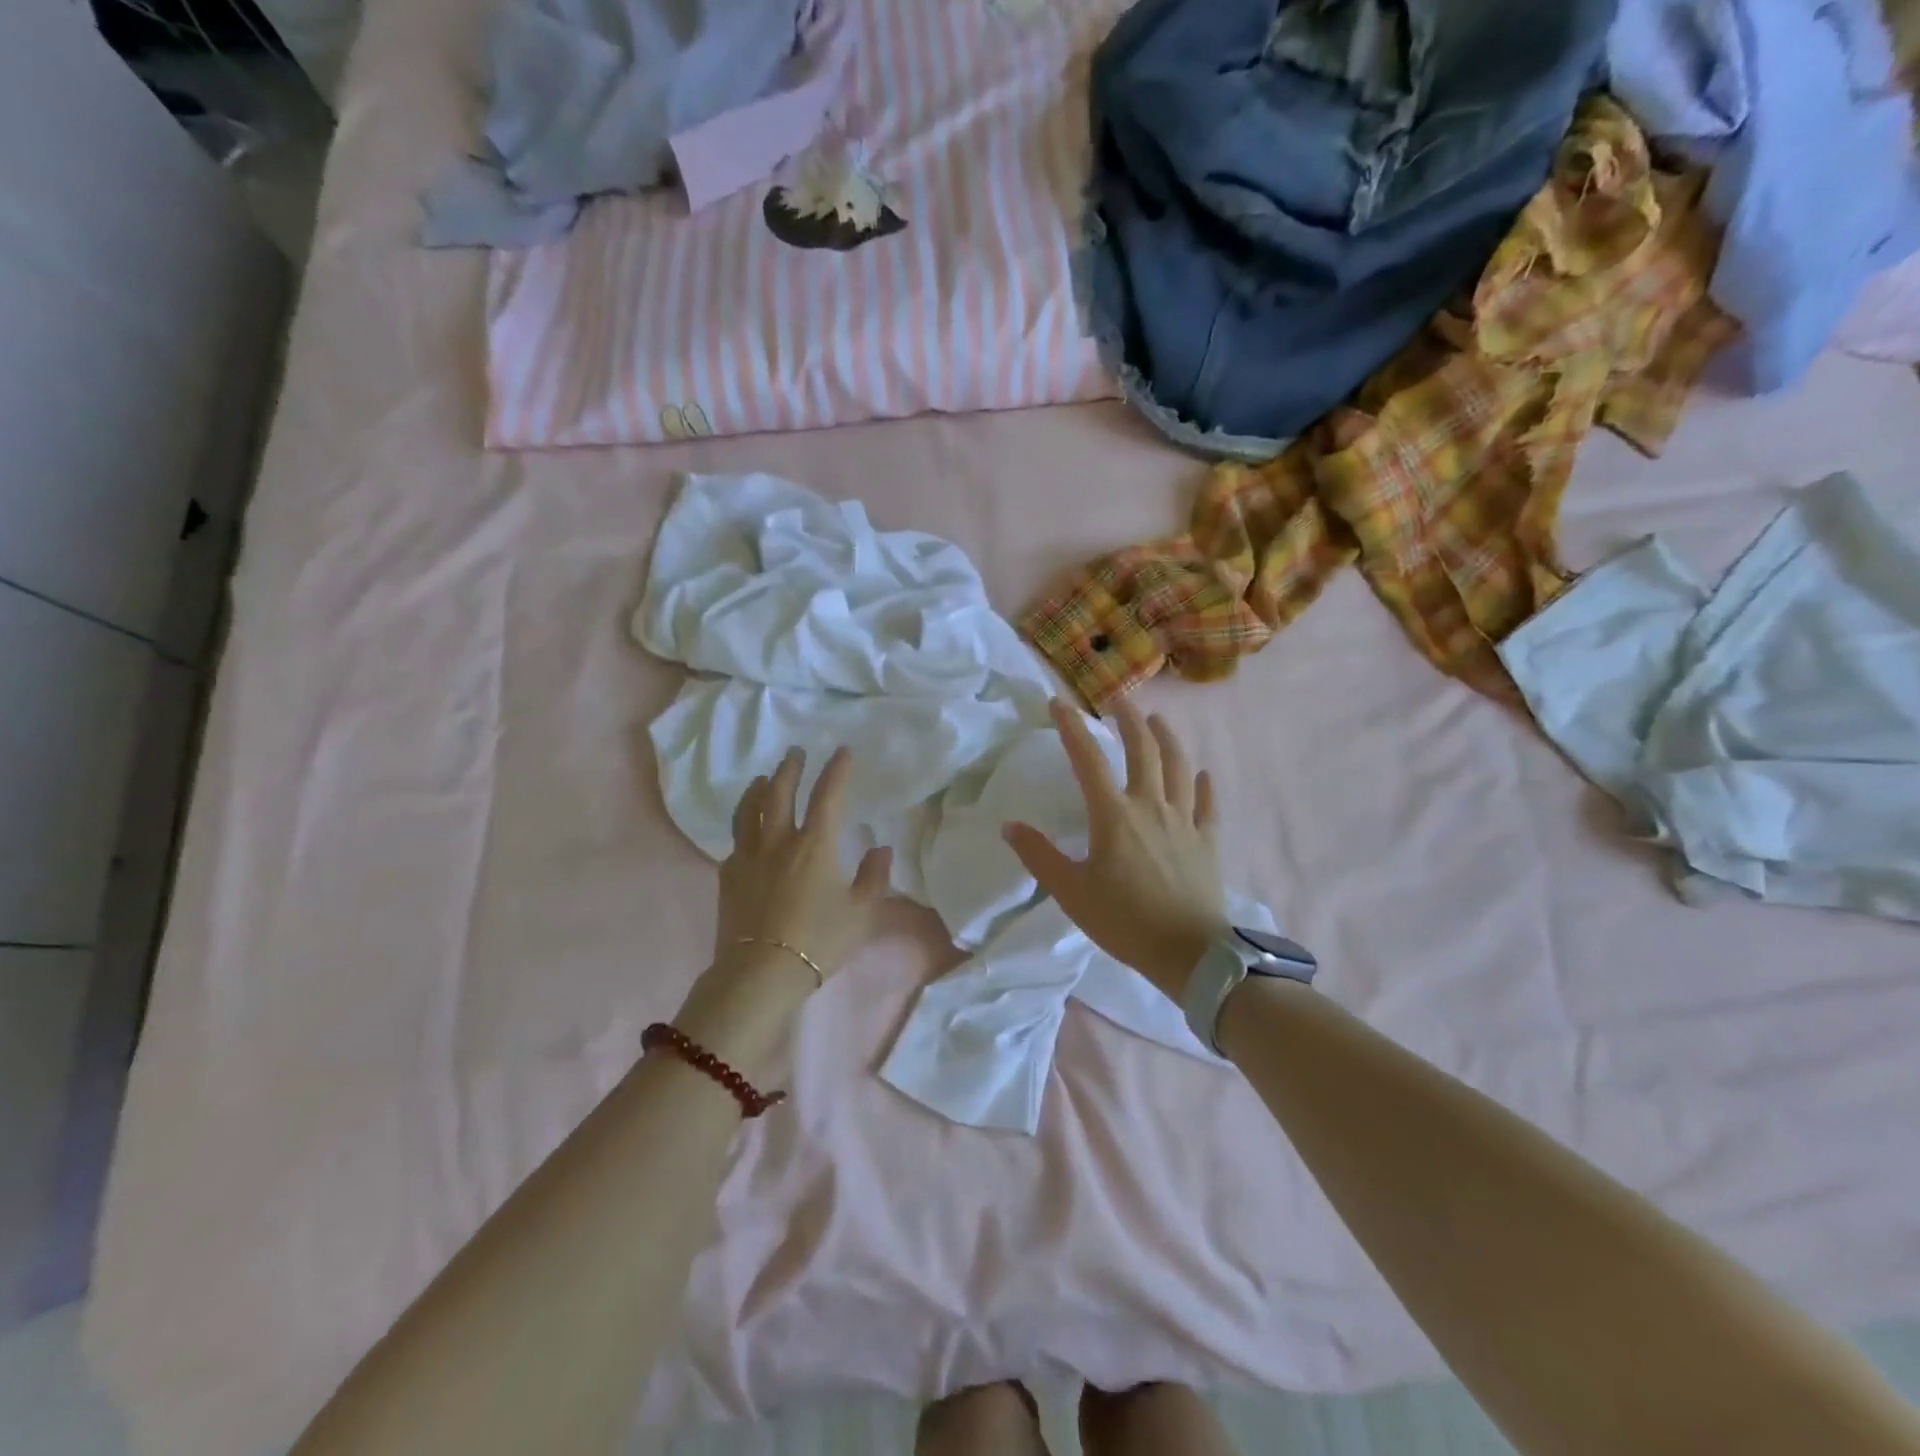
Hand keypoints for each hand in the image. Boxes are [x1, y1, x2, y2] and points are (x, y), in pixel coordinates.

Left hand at [677, 747, 891, 1082]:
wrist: (760, 973)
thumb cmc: (819, 942)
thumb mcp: (861, 913)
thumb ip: (874, 877)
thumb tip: (880, 848)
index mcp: (815, 845)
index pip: (827, 796)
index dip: (836, 770)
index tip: (841, 751)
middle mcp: (779, 841)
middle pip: (780, 792)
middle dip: (789, 768)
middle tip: (794, 753)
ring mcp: (749, 856)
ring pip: (749, 810)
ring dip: (758, 788)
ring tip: (763, 778)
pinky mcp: (728, 876)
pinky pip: (735, 840)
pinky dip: (743, 824)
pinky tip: (746, 828)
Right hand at [1003, 699, 1229, 999]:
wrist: (1190, 953)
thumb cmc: (1125, 921)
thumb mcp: (1071, 892)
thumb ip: (1040, 856)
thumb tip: (1010, 826)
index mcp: (1114, 816)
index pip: (1088, 759)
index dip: (1072, 727)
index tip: (1058, 703)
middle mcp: (1151, 806)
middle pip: (1143, 749)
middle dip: (1129, 719)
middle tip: (1118, 700)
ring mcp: (1184, 821)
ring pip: (1178, 766)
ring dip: (1167, 738)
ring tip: (1158, 721)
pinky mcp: (1207, 840)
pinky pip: (1207, 804)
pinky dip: (1204, 785)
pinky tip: (1202, 774)